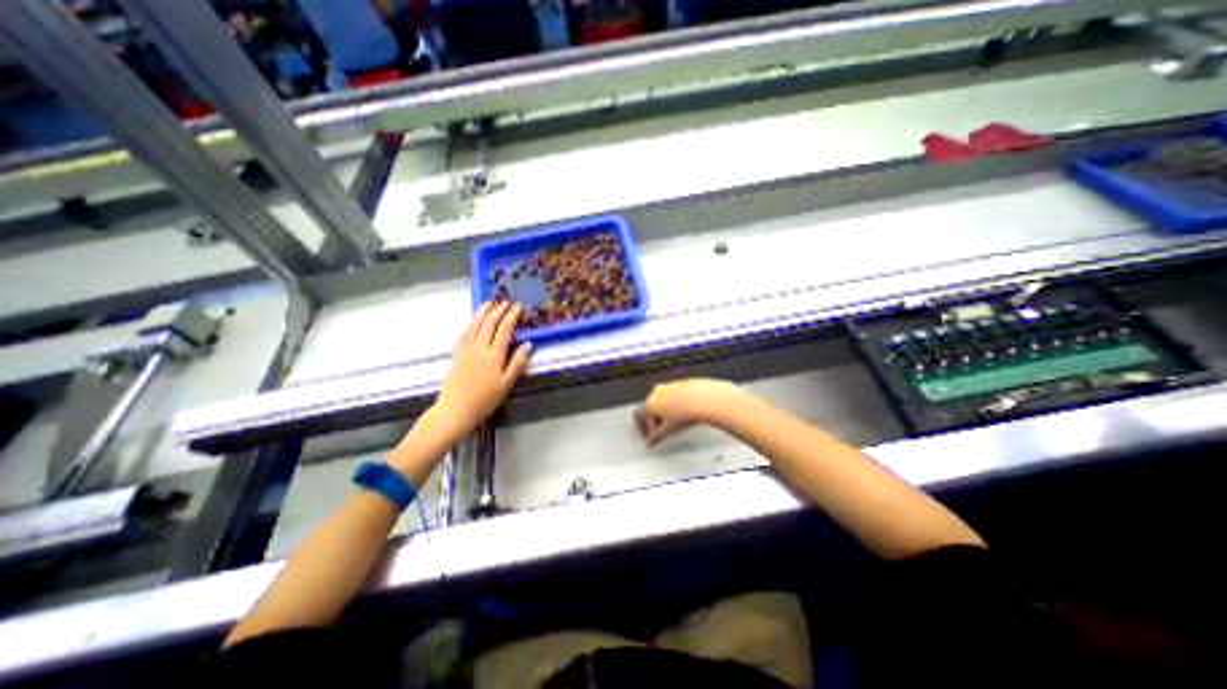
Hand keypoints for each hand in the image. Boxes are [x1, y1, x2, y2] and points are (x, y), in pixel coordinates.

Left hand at [436, 299, 531, 436]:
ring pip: (475, 324)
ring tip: (489, 302)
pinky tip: (474, 320)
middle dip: (498, 310)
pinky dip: (471, 322)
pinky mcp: (457, 353)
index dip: (511, 316)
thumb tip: (528, 344)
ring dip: (483, 312)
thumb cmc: (485, 399)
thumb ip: (517, 363)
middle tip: (506, 301)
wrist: (455, 409)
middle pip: (489, 323)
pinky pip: (465, 332)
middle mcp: (479, 347)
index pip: (504, 329)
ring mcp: (466, 349)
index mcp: (494, 354)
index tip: (517, 307)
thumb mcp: (506, 384)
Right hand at [638, 377, 741, 447]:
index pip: (638, 415)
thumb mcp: (668, 431)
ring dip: (664, 411)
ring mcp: (669, 386)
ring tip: (675, 422)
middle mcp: (656, 392)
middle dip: (653, 419)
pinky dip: (674, 403)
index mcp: (649, 404)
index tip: (649, 436)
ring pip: (661, 400)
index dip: (642, 427)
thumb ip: (655, 437)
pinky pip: (672, 394)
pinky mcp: (681, 383)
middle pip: (649, 407)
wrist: (704, 399)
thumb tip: (650, 440)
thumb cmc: (683, 415)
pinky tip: (684, 411)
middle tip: (661, 430)